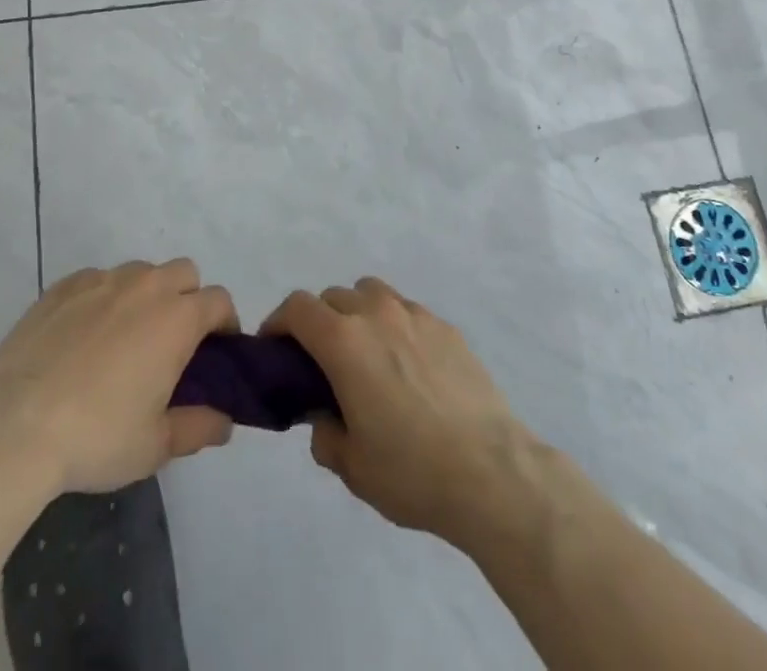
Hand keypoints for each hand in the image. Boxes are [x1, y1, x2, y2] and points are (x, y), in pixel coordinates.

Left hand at [0, 260, 238, 492]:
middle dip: (188, 298)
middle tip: (172, 342)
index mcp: (177, 318)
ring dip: (146, 295)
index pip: (219, 300)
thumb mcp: (155, 446)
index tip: (216, 351)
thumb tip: (224, 422)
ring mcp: (102, 280)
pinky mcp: (64, 286)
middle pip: (184, 273)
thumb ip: (198, 428)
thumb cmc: (97, 435)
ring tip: (125, 338)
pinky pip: (98, 280)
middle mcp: (146, 286)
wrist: (15, 425)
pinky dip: (103, 298)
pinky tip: (84, 335)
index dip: (224, 323)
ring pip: (140, 272)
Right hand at [263, 277, 531, 544]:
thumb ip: (325, 434)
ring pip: (371, 293)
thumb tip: (325, 416)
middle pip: (333, 296)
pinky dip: (394, 326)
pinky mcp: (446, 327)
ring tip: (366, 354)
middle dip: (318, 321)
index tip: (274, 349)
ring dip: (357, 313)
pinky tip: (408, 366)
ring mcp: (415, 315)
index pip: (297, 308)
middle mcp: (376, 314)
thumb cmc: (412, 471)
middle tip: (321, 362)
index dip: (278, 323)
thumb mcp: (352, 467)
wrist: (492, 472)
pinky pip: (407, 311)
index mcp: (344, 342)